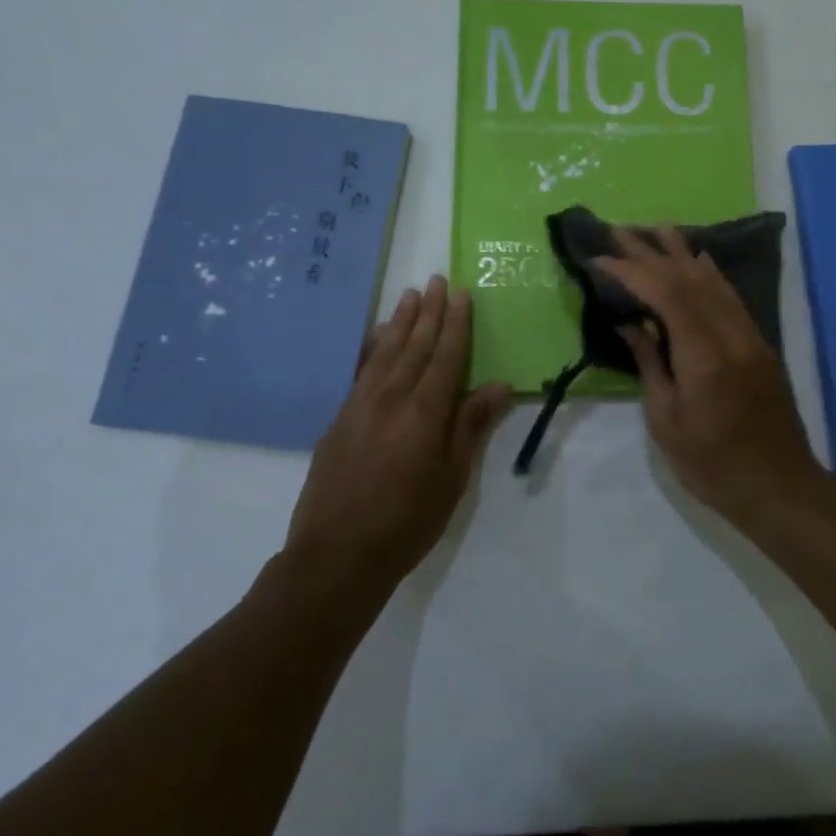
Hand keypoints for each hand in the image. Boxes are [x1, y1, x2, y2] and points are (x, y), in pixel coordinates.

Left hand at [286, 276, 511, 586]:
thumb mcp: (452, 478)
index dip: (456, 324)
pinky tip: (378, 337)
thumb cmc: (407, 521)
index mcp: (425, 411)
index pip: (445, 356)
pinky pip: (361, 370)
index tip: (461, 294)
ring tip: (410, 295)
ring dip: (400, 321)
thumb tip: (499, 385)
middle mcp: (391, 398)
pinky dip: (373, 348)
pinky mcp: (340, 419)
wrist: (336, 556)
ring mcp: (360, 406)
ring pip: (385, 352)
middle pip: (415, 345)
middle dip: (429, 312)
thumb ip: (471, 426)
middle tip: (436, 280)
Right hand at [595, 228, 828, 527]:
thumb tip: (630, 324)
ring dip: (682, 252)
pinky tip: (699, 259)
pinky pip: (731, 296)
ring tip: (656, 229)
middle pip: (690, 279)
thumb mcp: (667, 422)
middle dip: (651, 252)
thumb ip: (650, 365)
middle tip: (620, 230)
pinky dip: (710, 272)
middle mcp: (730, 335)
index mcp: (704, 357)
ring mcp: (750, 337)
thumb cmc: (713, 465)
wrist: (780, 485)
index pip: (666, 294)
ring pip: (714, 281)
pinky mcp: (759, 344)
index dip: (632, 270)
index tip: (601, 258)